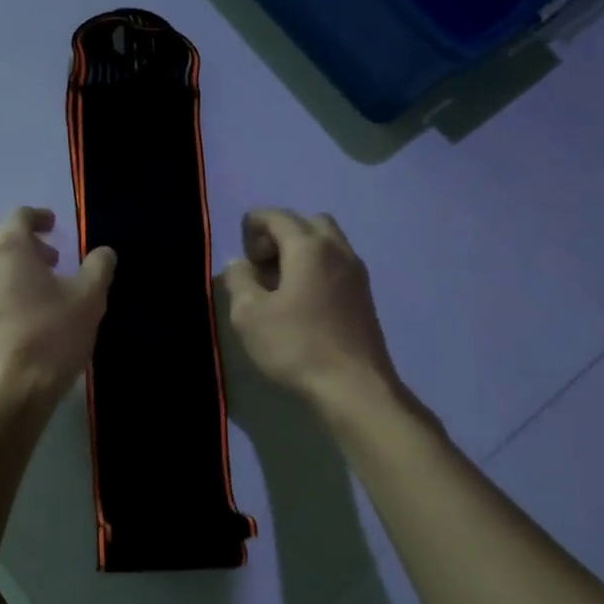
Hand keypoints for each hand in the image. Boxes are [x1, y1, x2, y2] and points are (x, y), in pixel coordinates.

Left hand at [0, 206, 116, 416]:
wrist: (5, 394)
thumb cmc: (49, 339)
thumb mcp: (88, 301)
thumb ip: (98, 268)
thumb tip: (104, 252)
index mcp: (7, 247)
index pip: (20, 215)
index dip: (39, 217)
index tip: (55, 226)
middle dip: (22, 239)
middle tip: (49, 258)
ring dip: (9, 264)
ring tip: (38, 287)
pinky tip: (21, 313)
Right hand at [221, 209, 408, 415]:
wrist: (354, 386)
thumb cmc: (296, 346)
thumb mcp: (249, 315)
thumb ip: (239, 280)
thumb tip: (239, 263)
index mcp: (308, 247)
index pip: (277, 216)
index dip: (252, 225)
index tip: (241, 253)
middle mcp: (337, 250)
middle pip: (307, 222)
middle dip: (280, 233)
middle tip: (262, 264)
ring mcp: (356, 273)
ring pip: (326, 242)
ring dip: (300, 251)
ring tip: (279, 284)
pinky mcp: (364, 296)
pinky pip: (336, 264)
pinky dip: (316, 268)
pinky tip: (301, 300)